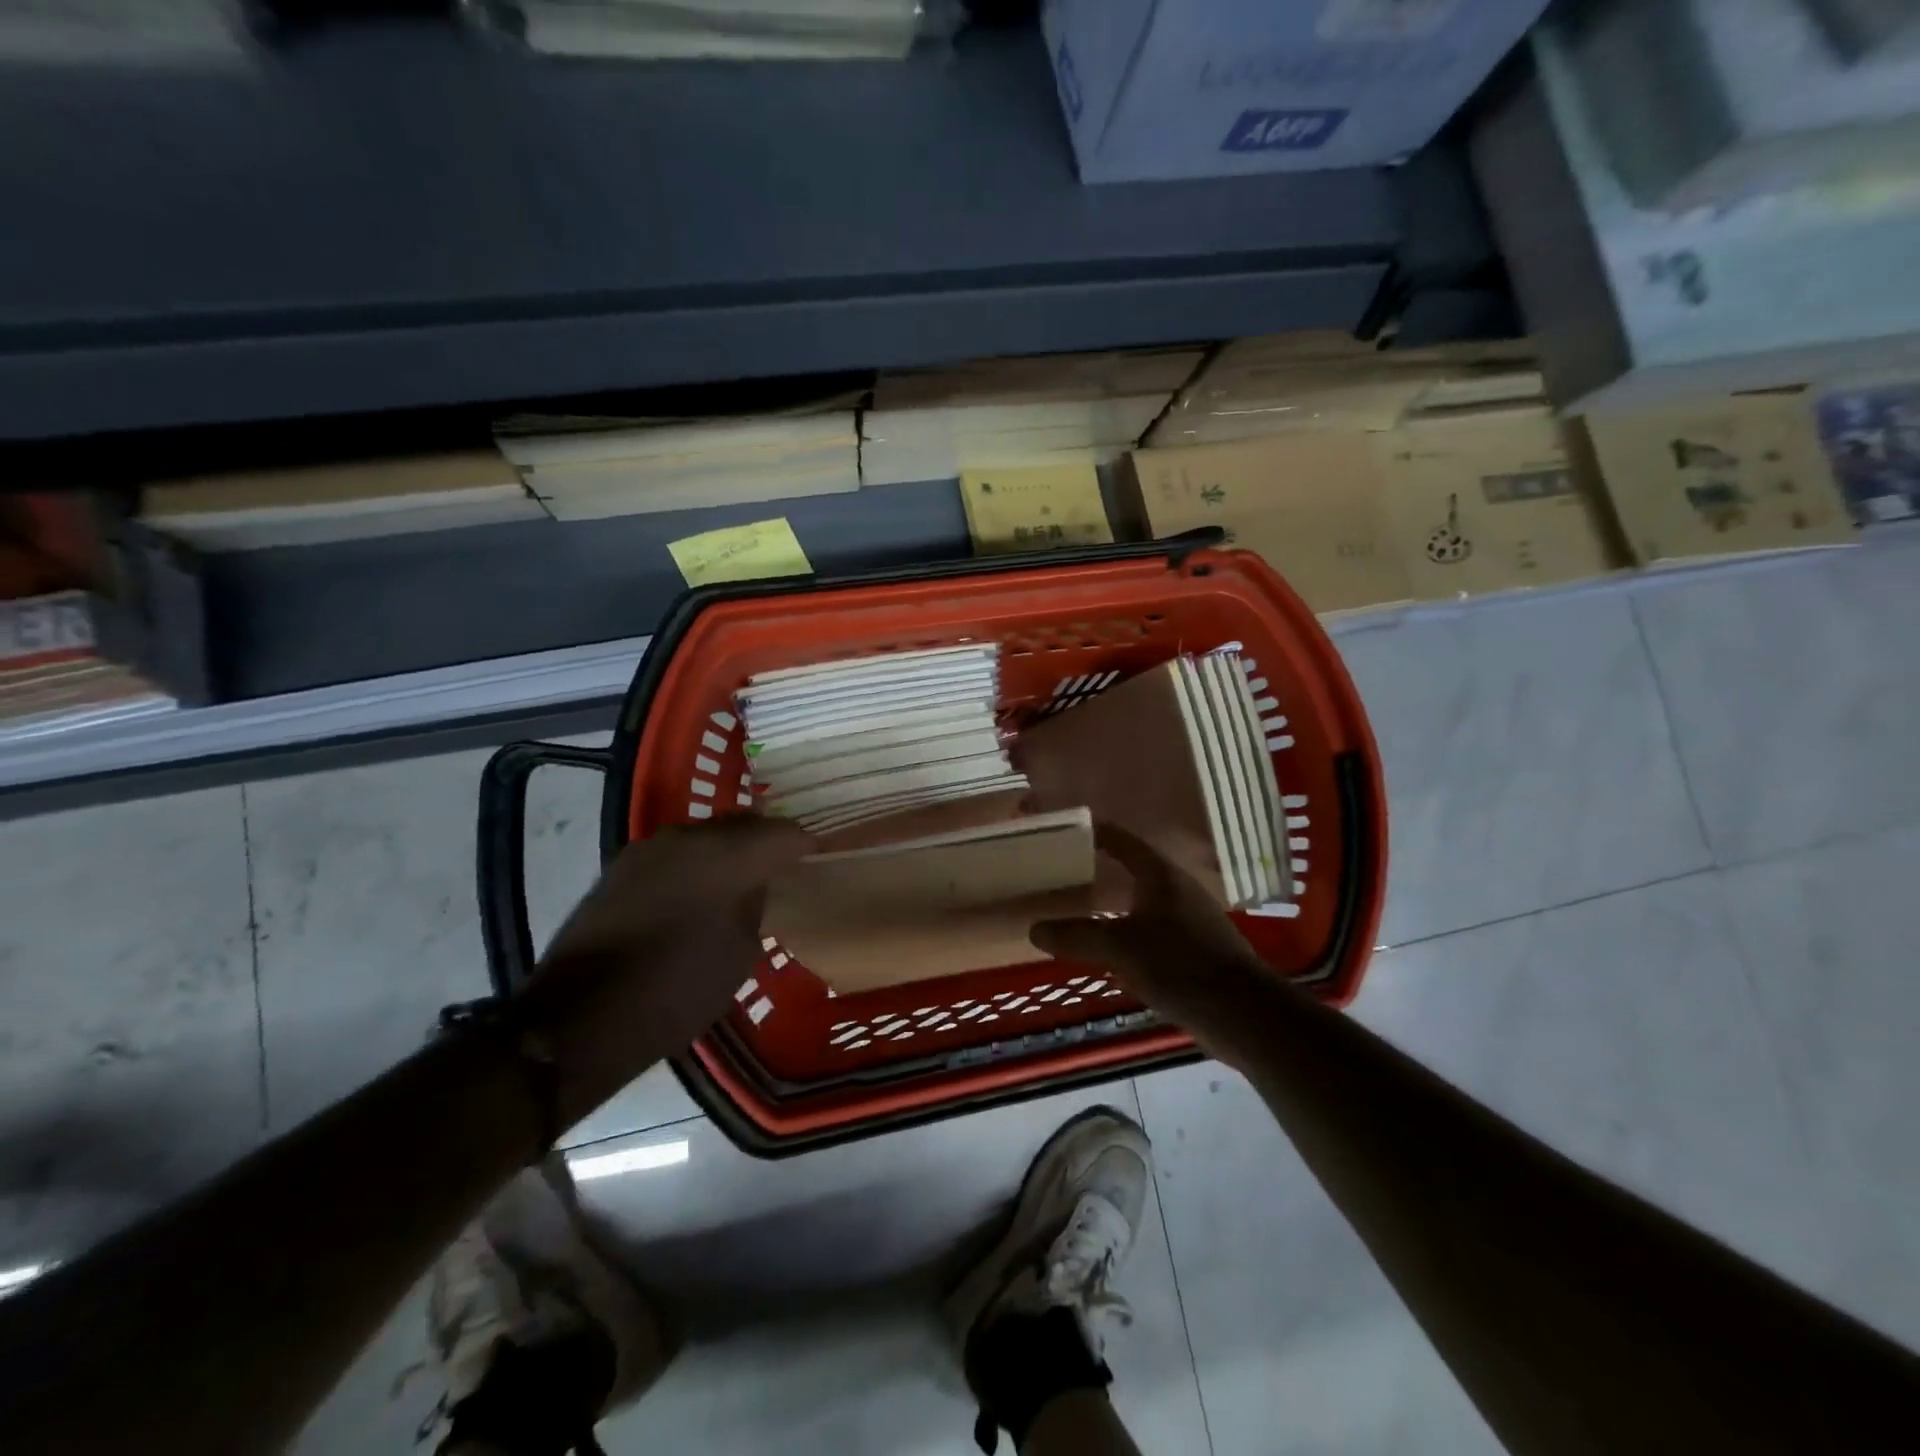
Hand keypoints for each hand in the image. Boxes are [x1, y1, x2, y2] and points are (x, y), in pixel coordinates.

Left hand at [521, 816, 813, 1117]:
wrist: (579, 1020)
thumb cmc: (676, 991)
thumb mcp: (739, 955)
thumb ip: (754, 906)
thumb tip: (753, 885)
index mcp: (726, 856)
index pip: (782, 833)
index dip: (805, 843)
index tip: (818, 857)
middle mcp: (687, 837)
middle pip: (742, 824)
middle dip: (766, 842)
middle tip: (782, 868)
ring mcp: (648, 849)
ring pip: (705, 836)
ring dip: (728, 852)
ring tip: (739, 882)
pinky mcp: (619, 867)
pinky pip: (674, 854)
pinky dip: (695, 866)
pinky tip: (697, 894)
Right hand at [1030, 823, 1276, 1047]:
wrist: (1243, 1013)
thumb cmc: (1179, 964)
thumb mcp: (1119, 947)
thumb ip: (1076, 936)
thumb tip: (1034, 929)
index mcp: (1159, 874)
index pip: (1121, 839)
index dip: (1094, 831)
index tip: (1064, 829)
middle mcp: (1176, 888)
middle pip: (1132, 867)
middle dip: (1099, 867)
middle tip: (1063, 870)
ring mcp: (1189, 918)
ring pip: (1142, 899)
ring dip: (1114, 899)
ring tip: (1080, 905)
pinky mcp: (1196, 947)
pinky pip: (1152, 927)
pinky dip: (1128, 927)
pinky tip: (1111, 945)